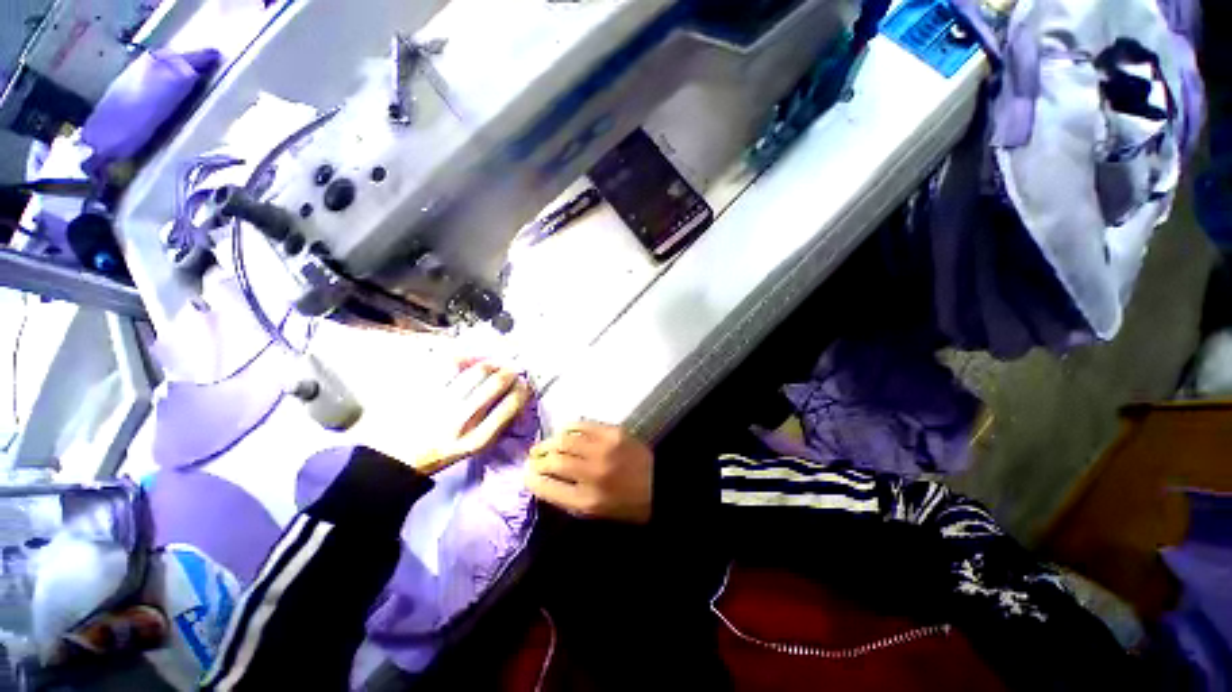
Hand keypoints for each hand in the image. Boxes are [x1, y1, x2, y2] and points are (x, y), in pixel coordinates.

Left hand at [412, 362, 531, 474]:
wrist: (399, 456)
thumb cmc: (444, 451)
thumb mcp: (476, 447)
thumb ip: (498, 424)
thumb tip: (518, 396)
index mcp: (478, 438)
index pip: (511, 405)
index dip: (522, 389)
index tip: (523, 384)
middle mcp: (462, 420)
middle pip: (496, 383)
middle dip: (509, 371)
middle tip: (510, 370)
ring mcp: (442, 404)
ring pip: (477, 371)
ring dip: (491, 363)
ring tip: (492, 364)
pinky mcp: (424, 391)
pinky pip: (450, 365)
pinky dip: (465, 358)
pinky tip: (468, 361)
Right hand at [525, 421, 653, 523]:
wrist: (660, 483)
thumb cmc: (628, 504)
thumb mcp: (597, 512)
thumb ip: (569, 497)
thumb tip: (545, 480)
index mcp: (587, 500)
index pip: (547, 487)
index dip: (531, 479)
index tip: (526, 474)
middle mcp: (591, 474)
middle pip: (553, 461)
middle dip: (537, 459)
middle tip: (532, 458)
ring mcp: (602, 449)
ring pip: (564, 440)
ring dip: (549, 442)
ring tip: (544, 445)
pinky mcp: (612, 432)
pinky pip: (582, 425)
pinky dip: (569, 428)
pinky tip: (564, 432)